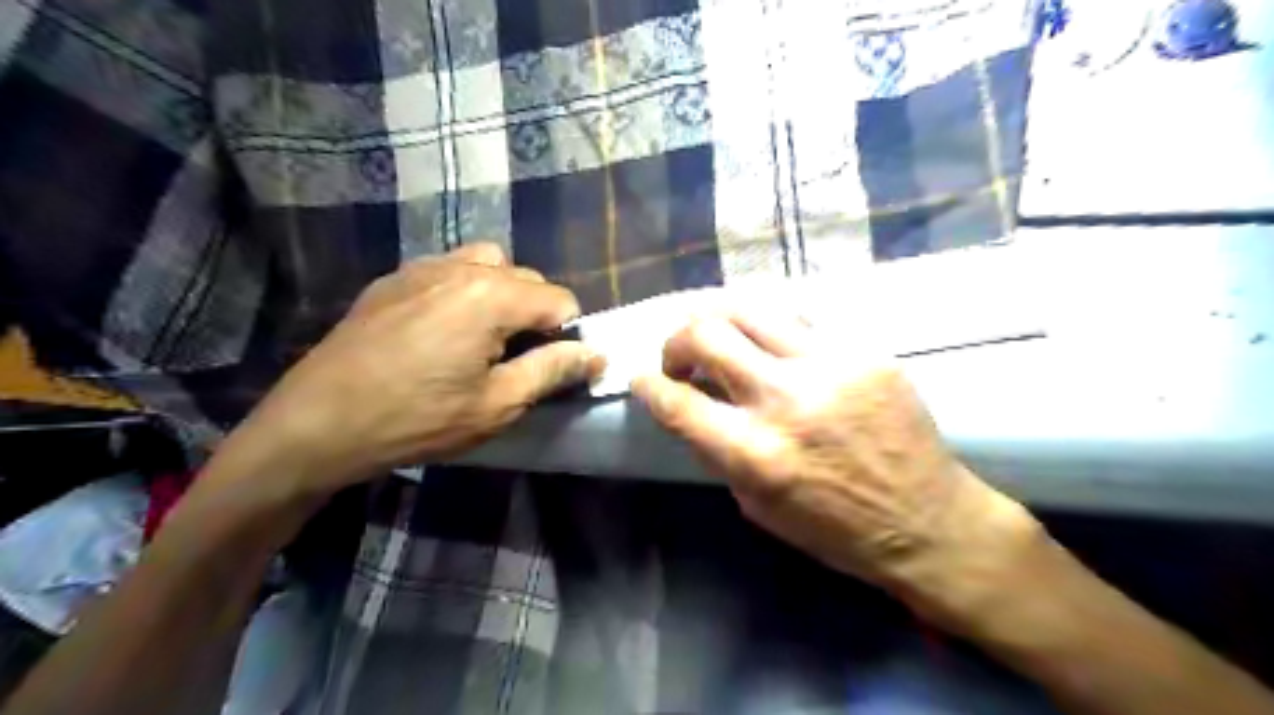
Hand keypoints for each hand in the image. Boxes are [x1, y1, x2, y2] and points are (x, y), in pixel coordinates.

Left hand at [221, 247, 603, 497]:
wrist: (317, 422)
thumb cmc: (416, 418)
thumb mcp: (497, 404)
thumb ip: (553, 371)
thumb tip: (596, 354)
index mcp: (492, 295)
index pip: (561, 300)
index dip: (567, 335)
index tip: (549, 367)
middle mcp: (461, 267)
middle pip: (527, 278)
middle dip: (536, 315)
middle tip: (515, 360)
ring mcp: (422, 267)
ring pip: (489, 265)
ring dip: (503, 295)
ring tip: (485, 337)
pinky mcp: (394, 279)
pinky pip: (449, 269)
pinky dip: (466, 289)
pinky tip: (444, 329)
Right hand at [632, 312, 1039, 619]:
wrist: (927, 521)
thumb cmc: (835, 530)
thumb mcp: (756, 505)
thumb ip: (720, 451)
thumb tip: (695, 406)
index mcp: (754, 453)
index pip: (676, 401)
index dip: (647, 385)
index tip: (643, 380)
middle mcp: (785, 400)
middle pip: (706, 334)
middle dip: (676, 340)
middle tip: (681, 356)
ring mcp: (830, 367)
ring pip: (750, 309)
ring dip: (718, 320)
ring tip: (718, 337)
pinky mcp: (864, 352)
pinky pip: (800, 324)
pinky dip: (770, 333)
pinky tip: (773, 348)